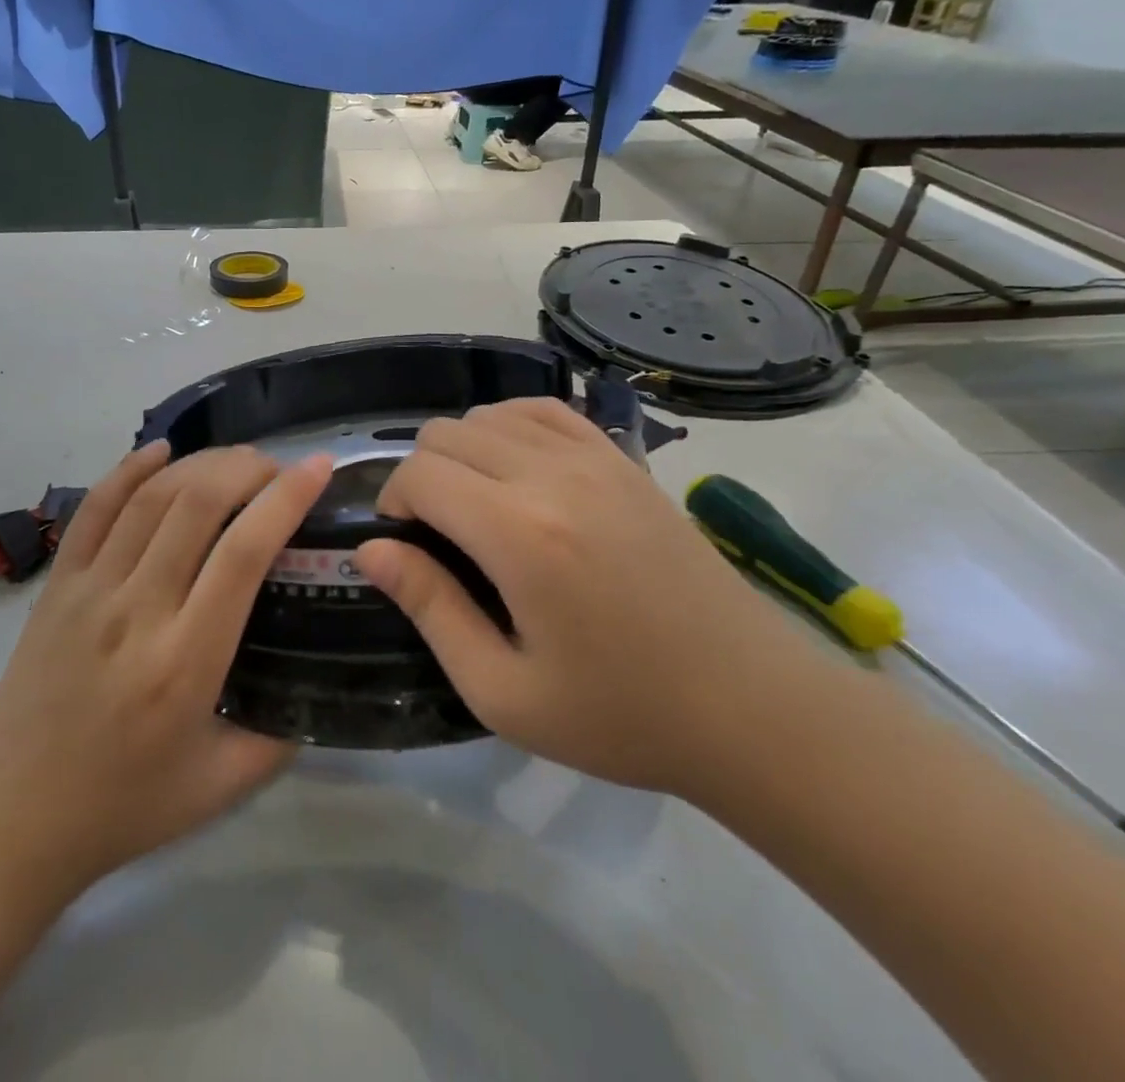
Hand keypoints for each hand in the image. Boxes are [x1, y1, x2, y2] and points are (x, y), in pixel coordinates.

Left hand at [0, 442, 332, 899]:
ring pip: (150, 496)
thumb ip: (281, 736)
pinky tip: (161, 451)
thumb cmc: (121, 807)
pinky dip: (130, 469)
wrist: (7, 822)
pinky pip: (94, 508)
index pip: (244, 552)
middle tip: (278, 469)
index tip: (318, 468)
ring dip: (200, 462)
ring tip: (236, 461)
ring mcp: (89, 590)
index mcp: (186, 661)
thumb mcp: (220, 786)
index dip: (286, 499)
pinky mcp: (56, 585)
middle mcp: (137, 610)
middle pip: (197, 504)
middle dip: (247, 468)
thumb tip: (319, 687)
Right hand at [354, 398, 822, 795]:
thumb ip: (430, 609)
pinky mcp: (625, 459)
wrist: (752, 705)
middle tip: (438, 534)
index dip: (392, 502)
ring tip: (478, 506)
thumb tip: (372, 549)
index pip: (419, 474)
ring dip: (463, 452)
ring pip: (490, 414)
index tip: (405, 545)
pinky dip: (512, 427)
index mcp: (519, 534)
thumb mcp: (503, 690)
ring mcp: (595, 458)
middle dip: (422, 476)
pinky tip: (518, 470)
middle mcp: (552, 475)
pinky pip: (546, 410)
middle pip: (447, 433)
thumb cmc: (620, 714)